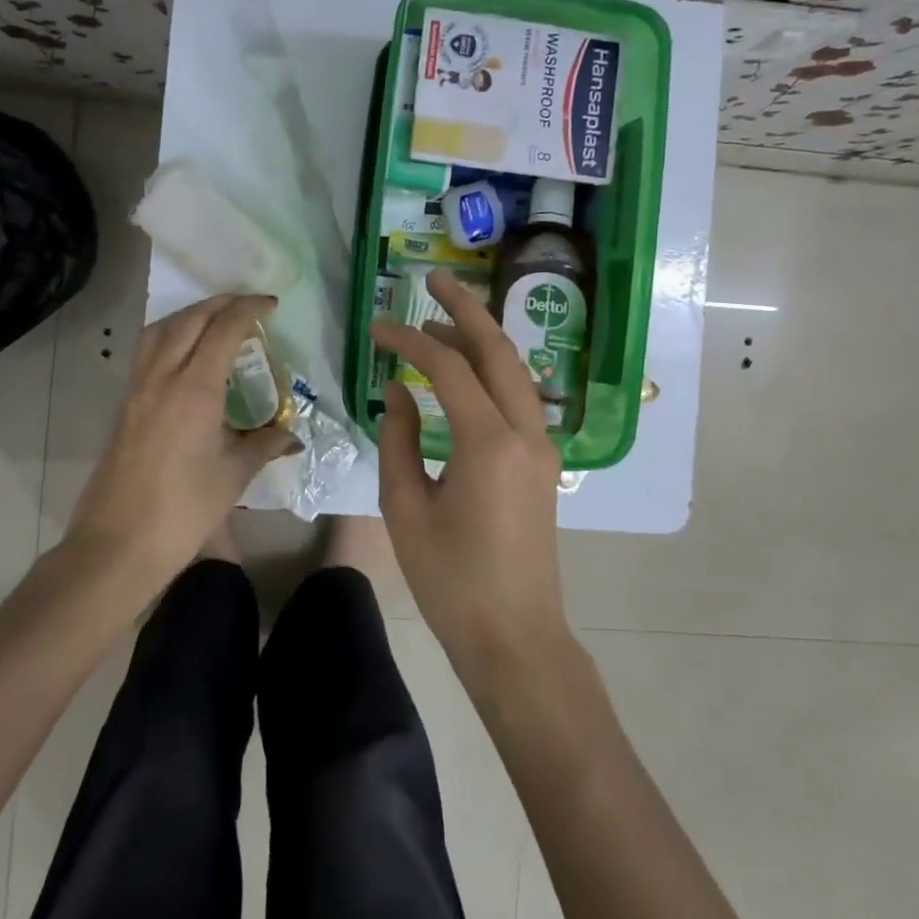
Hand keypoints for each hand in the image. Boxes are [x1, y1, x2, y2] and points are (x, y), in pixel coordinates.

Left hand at [67, 294, 300, 590]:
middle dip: (220, 303)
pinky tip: (185, 354)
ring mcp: (137, 389)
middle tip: (248, 305)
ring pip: (161, 330)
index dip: (249, 309)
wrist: (117, 544)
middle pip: (189, 320)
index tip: (271, 305)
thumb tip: (291, 434)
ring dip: (190, 314)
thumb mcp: (233, 476)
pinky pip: (147, 351)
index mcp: (195, 390)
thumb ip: (264, 445)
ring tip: (215, 319)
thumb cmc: (183, 511)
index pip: (223, 329)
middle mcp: (162, 378)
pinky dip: (169, 335)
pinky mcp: (124, 405)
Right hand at [370, 269, 569, 687]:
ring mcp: (541, 447)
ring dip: (479, 342)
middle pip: (498, 351)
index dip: (409, 339)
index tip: (377, 326)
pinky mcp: (542, 463)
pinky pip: (517, 399)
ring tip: (437, 326)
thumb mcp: (406, 508)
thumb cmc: (451, 580)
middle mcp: (525, 432)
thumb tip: (397, 391)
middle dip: (466, 310)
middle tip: (434, 281)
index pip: (448, 367)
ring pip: (514, 372)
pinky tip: (461, 376)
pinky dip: (489, 374)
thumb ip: (397, 439)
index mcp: (488, 443)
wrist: (515, 636)